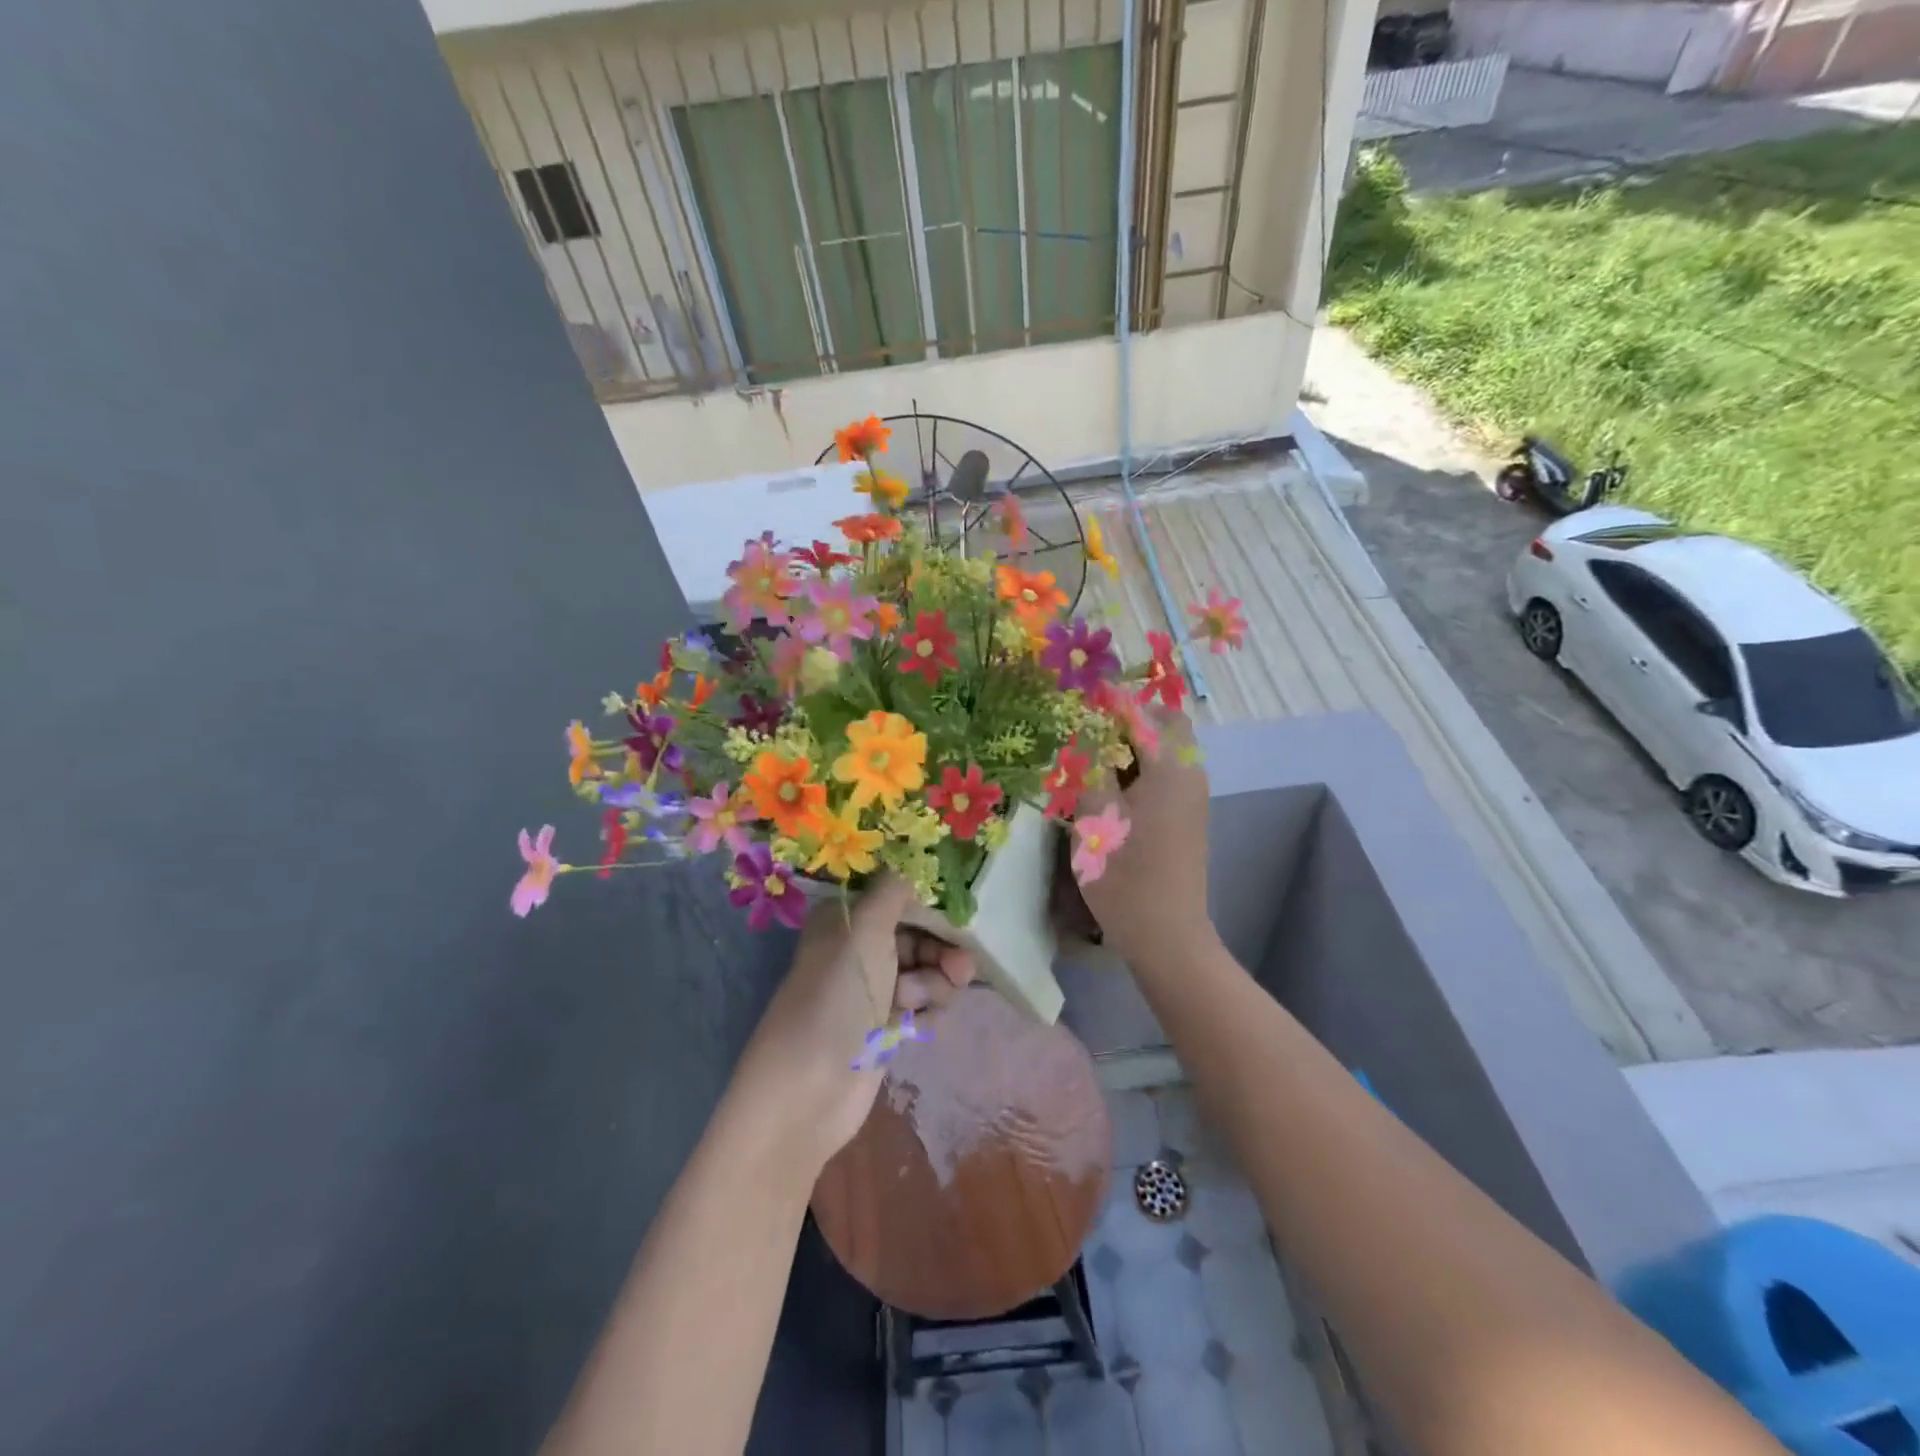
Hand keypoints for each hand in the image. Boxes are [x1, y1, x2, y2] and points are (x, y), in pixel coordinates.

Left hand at [733, 874, 973, 1173]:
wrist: (809, 1089)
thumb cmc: (837, 996)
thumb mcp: (865, 929)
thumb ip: (894, 890)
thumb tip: (911, 861)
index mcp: (846, 919)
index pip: (898, 896)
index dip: (931, 903)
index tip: (962, 912)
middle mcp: (859, 949)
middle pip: (919, 935)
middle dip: (941, 950)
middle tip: (960, 968)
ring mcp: (873, 990)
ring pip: (927, 971)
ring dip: (934, 984)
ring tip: (916, 1004)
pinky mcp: (885, 1027)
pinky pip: (924, 1006)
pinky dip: (928, 1012)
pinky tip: (917, 1026)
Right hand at [1077, 708, 1213, 967]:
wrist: (1166, 936)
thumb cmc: (1125, 876)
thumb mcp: (1095, 816)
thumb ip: (1091, 767)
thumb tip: (1085, 732)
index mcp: (1170, 769)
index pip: (1144, 715)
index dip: (1112, 702)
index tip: (1081, 697)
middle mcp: (1190, 775)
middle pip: (1165, 728)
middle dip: (1128, 721)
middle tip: (1088, 732)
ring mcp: (1192, 799)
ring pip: (1165, 753)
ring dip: (1133, 747)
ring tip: (1093, 760)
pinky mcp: (1187, 819)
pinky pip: (1166, 776)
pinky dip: (1141, 770)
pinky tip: (1110, 790)